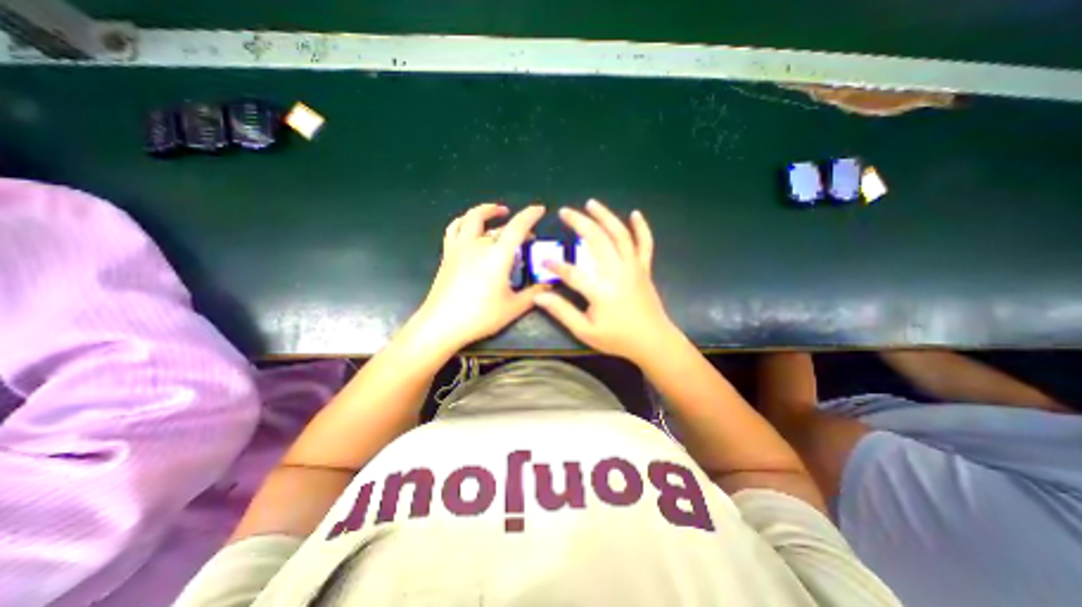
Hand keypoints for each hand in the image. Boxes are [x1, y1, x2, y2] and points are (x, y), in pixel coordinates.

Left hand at [413, 203, 553, 349]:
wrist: (442, 324)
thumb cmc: (480, 316)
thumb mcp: (514, 307)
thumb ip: (534, 294)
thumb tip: (550, 286)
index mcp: (498, 255)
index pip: (517, 226)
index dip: (530, 215)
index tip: (540, 209)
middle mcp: (478, 245)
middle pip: (499, 225)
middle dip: (516, 224)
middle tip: (527, 235)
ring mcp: (460, 247)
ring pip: (472, 218)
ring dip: (486, 211)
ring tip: (497, 212)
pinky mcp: (448, 254)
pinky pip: (454, 228)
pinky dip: (464, 221)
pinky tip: (469, 226)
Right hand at [531, 199, 673, 361]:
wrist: (653, 342)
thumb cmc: (618, 338)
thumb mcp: (586, 331)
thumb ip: (562, 312)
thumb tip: (539, 297)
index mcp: (601, 290)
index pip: (572, 272)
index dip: (555, 266)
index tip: (543, 261)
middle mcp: (617, 272)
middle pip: (597, 240)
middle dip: (579, 223)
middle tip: (565, 212)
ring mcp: (633, 268)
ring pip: (620, 235)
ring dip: (605, 216)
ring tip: (591, 203)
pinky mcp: (644, 269)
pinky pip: (645, 244)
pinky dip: (641, 228)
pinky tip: (635, 214)